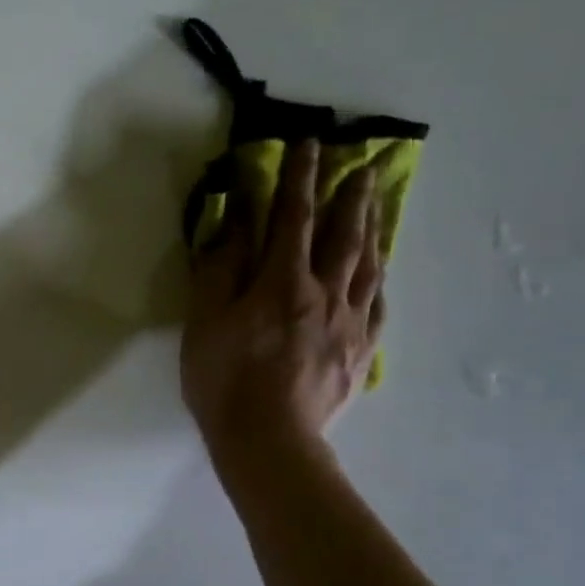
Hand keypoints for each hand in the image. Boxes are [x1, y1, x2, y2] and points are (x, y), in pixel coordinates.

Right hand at [181, 139, 384, 483]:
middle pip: (343, 236)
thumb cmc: (224, 379)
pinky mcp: (360, 354)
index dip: (299, 178)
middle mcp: (324, 294)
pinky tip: (380, 274)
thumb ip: (221, 266)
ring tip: (377, 205)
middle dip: (351, 196)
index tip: (309, 144)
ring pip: (367, 266)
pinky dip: (378, 281)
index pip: (293, 217)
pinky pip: (377, 307)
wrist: (268, 441)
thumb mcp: (205, 320)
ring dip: (372, 230)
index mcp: (281, 282)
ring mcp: (348, 325)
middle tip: (365, 164)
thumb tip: (236, 218)